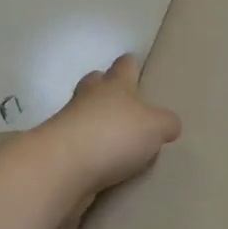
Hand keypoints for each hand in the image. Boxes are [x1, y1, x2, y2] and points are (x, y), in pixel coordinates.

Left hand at [38, 54, 180, 197]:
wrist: (64, 166)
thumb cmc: (115, 135)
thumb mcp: (156, 128)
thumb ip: (166, 124)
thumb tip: (169, 125)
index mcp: (116, 85)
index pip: (124, 66)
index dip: (130, 64)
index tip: (133, 62)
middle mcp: (89, 98)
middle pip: (94, 83)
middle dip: (103, 86)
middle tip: (117, 97)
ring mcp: (68, 123)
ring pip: (82, 112)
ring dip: (93, 119)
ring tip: (111, 135)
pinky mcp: (58, 150)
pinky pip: (76, 143)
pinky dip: (86, 148)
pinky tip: (99, 162)